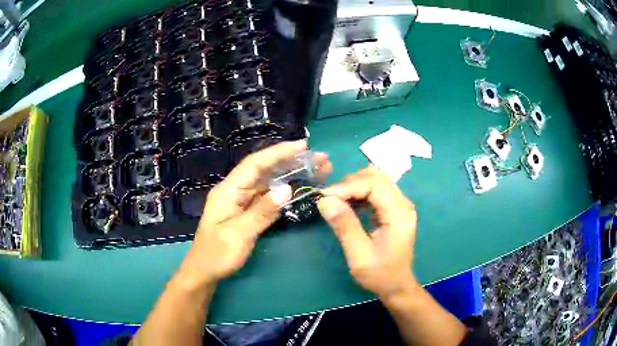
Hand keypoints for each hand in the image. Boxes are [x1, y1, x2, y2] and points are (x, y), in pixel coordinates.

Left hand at [178, 140, 331, 287]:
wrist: (205, 272)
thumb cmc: (217, 255)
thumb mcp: (238, 235)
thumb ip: (261, 211)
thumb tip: (286, 189)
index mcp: (228, 191)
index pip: (255, 164)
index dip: (278, 153)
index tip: (303, 146)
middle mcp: (235, 191)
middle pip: (264, 170)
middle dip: (291, 161)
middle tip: (319, 159)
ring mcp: (242, 201)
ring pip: (269, 182)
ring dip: (291, 175)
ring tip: (316, 170)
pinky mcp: (248, 212)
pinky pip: (268, 197)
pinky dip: (285, 192)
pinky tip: (301, 189)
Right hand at [317, 166, 417, 299]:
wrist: (397, 286)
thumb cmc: (380, 274)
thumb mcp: (359, 255)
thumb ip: (344, 226)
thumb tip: (324, 201)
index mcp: (399, 214)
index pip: (375, 184)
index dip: (348, 186)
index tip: (325, 197)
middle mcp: (403, 203)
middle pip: (377, 176)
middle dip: (350, 183)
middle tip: (329, 199)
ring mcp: (399, 205)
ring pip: (376, 179)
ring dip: (354, 185)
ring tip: (336, 200)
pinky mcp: (393, 209)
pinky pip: (376, 190)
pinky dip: (359, 192)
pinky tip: (347, 204)